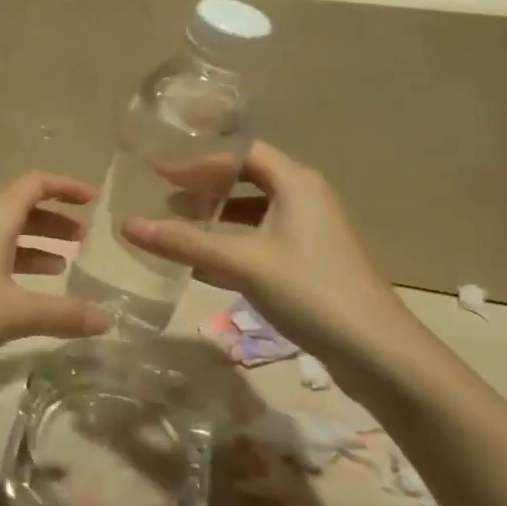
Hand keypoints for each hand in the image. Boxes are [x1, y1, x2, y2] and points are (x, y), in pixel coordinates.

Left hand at [0, 172, 111, 376]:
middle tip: (84, 237)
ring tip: (65, 263)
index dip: (66, 186)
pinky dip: (14, 261)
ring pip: (4, 232)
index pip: (35, 183)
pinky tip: (24, 289)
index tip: (94, 199)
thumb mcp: (13, 313)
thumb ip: (63, 314)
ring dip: (35, 242)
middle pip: (21, 206)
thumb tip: (108, 319)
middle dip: (55, 218)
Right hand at [123, 142, 423, 369]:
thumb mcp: (242, 263)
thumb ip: (185, 243)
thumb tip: (128, 225)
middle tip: (164, 194)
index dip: (197, 158)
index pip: (240, 152)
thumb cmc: (310, 291)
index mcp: (295, 182)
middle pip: (246, 177)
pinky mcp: (310, 261)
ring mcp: (310, 231)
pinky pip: (261, 238)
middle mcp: (305, 197)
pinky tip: (202, 263)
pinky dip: (231, 242)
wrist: (379, 354)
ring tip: (177, 223)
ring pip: (254, 211)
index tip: (158, 169)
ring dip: (217, 215)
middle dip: (204, 184)